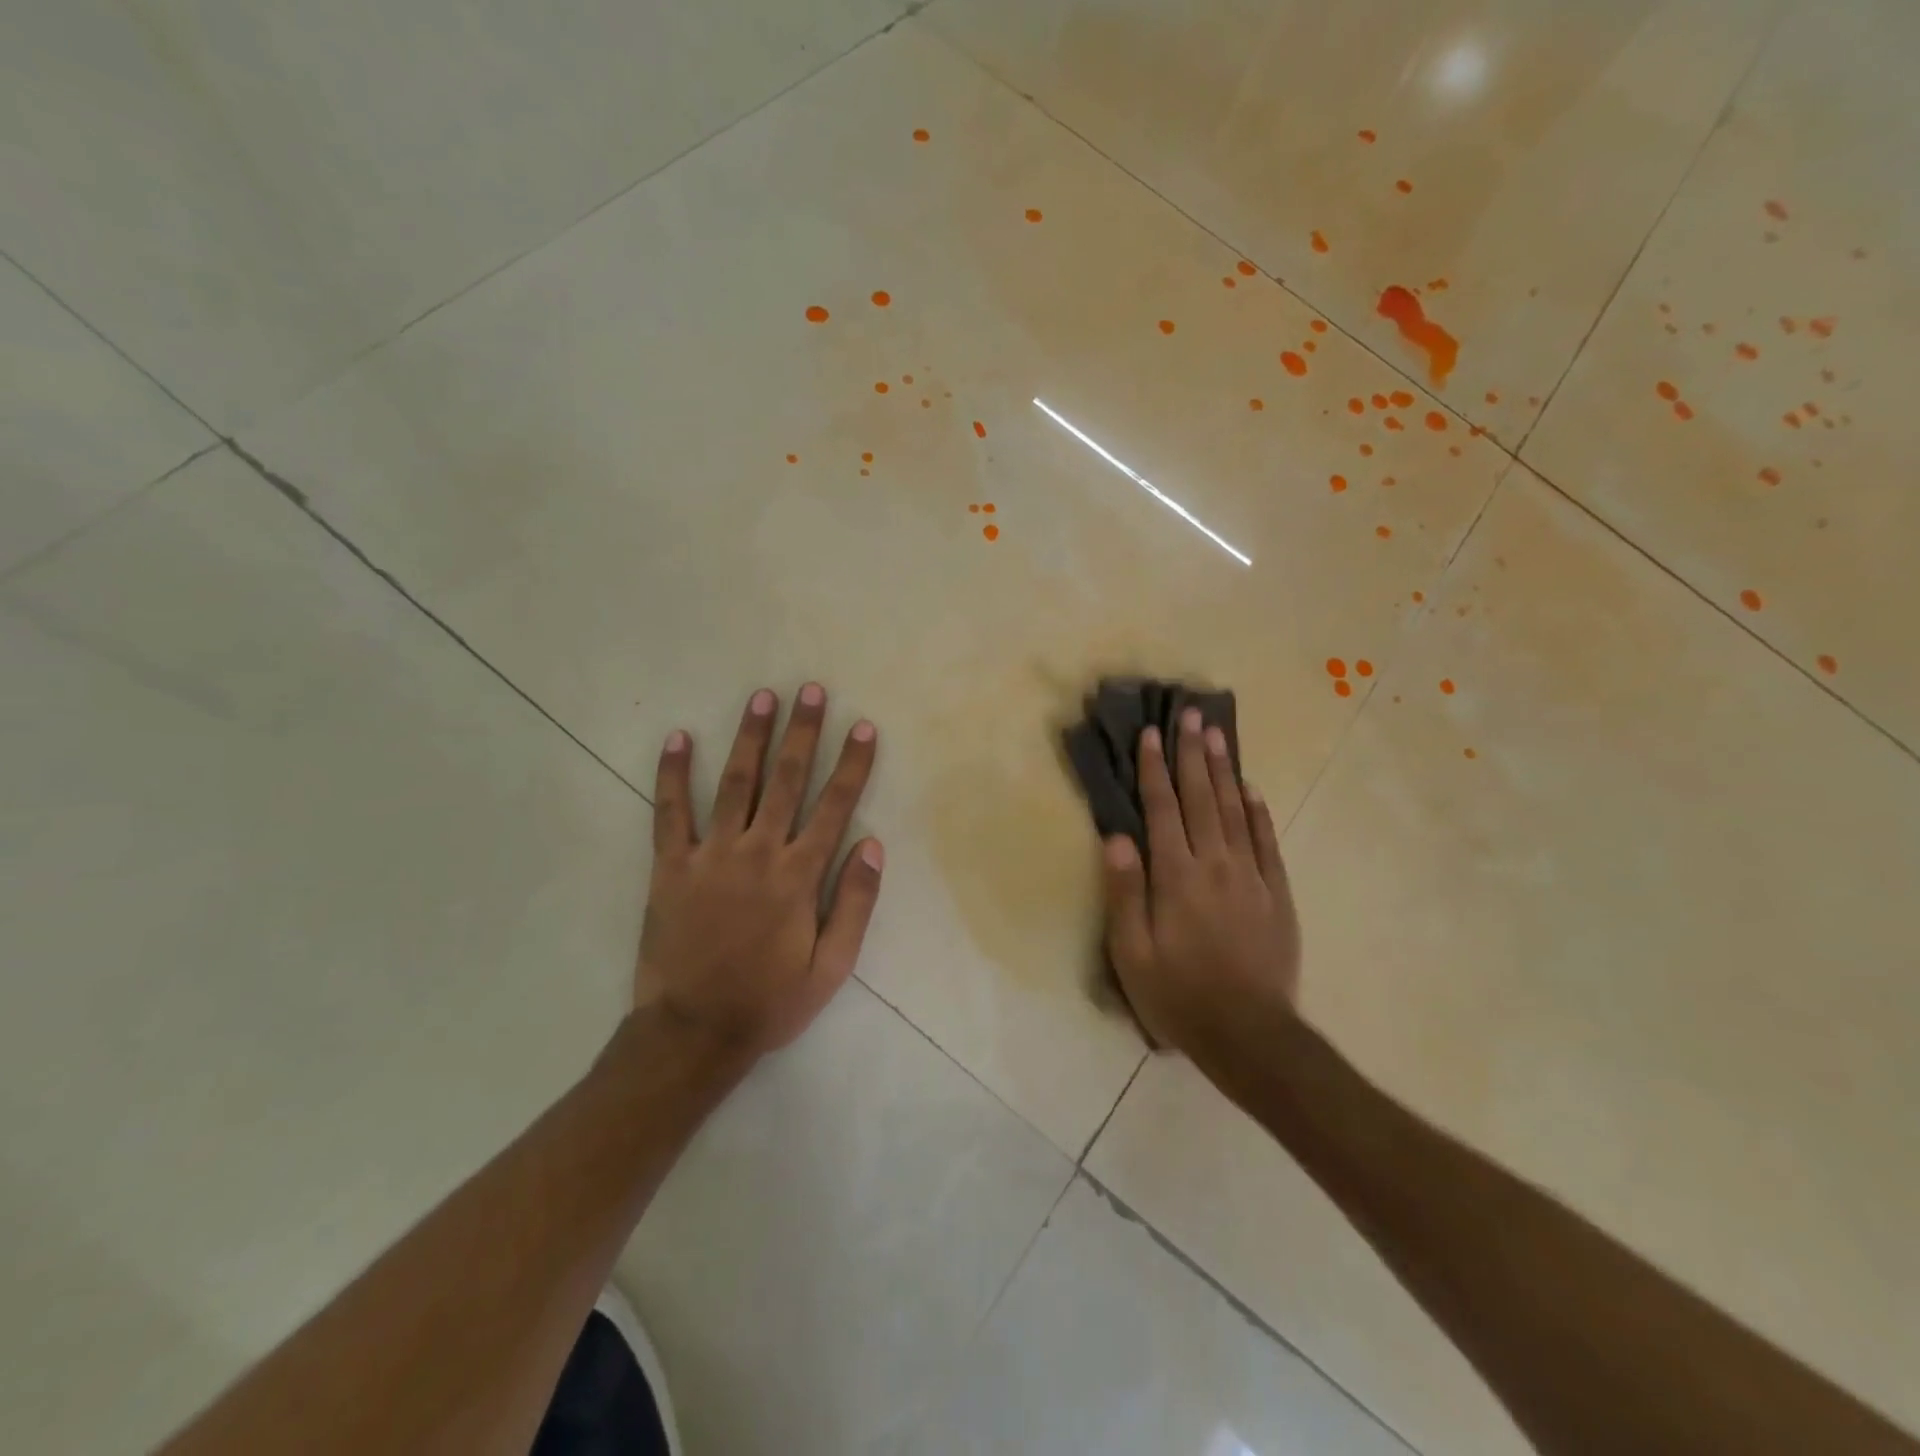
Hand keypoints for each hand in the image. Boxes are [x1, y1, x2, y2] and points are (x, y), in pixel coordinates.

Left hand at [638, 683, 882, 1058]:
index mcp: (798, 876)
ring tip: (763, 698)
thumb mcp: (831, 967)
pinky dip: (672, 774)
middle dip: (803, 733)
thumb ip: (854, 904)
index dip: (853, 765)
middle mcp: (757, 853)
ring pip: (735, 784)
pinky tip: (677, 738)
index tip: (864, 727)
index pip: (834, 807)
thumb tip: (874, 846)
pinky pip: (670, 812)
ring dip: (751, 738)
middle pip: (787, 780)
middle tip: (812, 690)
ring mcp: (710, 856)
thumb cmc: (769, 1001)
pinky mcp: (671, 866)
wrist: (692, 1033)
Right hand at [1101, 707, 1300, 1054]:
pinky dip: (1259, 811)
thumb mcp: (1131, 952)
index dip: (1154, 769)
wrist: (1249, 1034)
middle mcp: (1215, 865)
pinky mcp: (1277, 894)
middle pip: (1202, 798)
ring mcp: (1251, 877)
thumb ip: (1124, 891)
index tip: (1151, 734)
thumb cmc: (1178, 994)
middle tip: (1190, 715)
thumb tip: (1117, 837)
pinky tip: (1252, 789)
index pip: (1162, 810)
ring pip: (1236, 811)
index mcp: (1176, 876)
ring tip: (1217, 735)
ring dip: (1224, 770)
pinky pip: (1267, 841)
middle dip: (1192, 754)